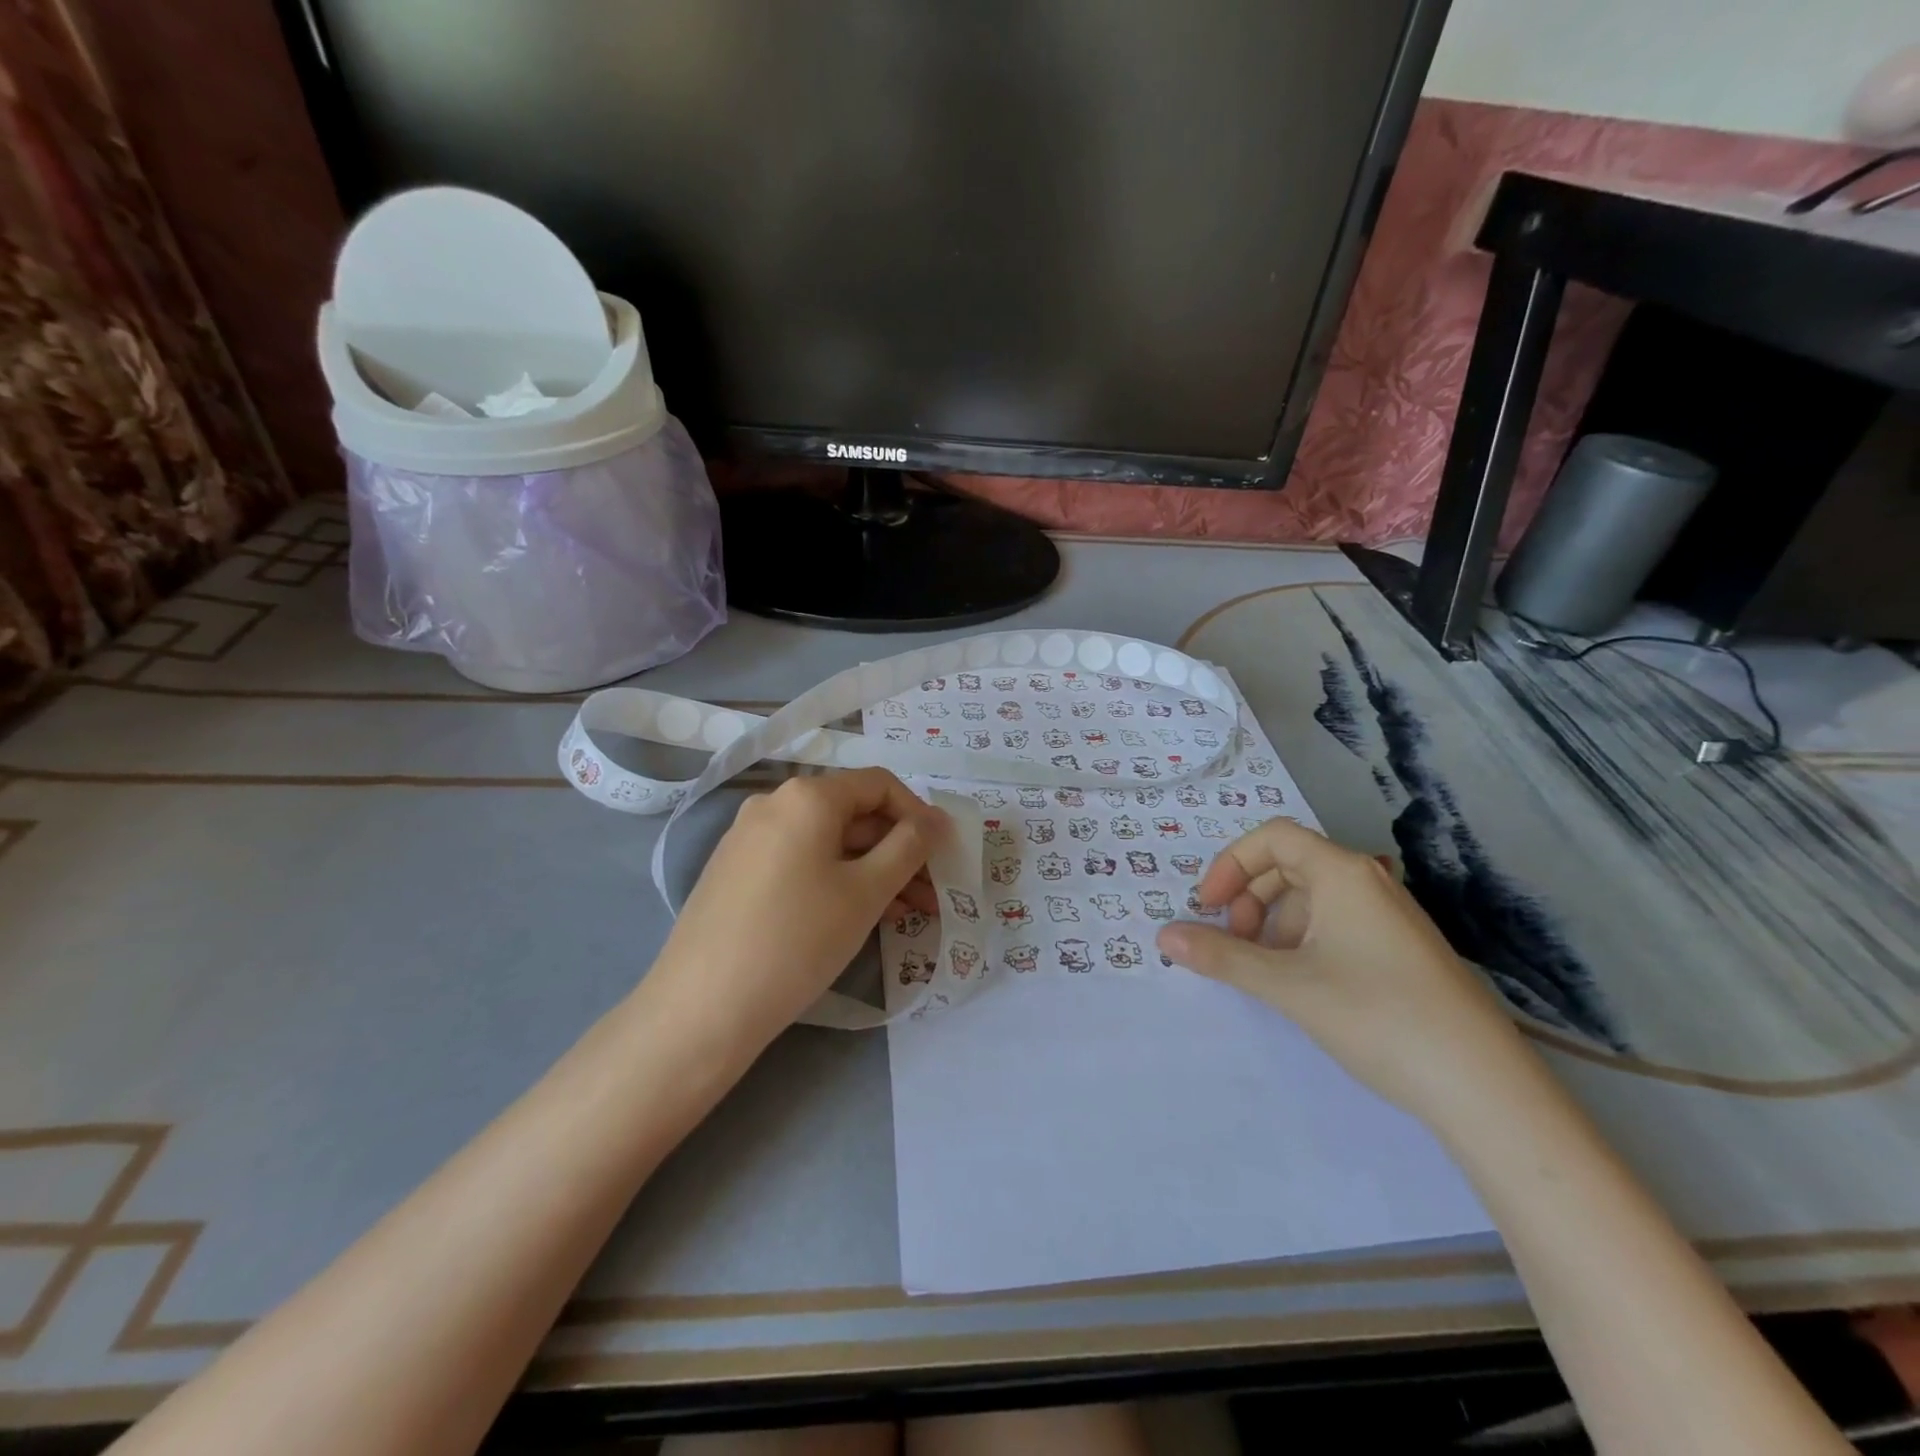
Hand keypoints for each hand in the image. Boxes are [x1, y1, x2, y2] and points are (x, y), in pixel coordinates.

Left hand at [639, 770, 946, 1063]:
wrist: (701, 1008)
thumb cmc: (797, 940)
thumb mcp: (866, 892)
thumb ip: (910, 847)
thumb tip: (938, 818)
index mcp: (807, 796)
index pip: (879, 785)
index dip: (918, 815)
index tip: (942, 855)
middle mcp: (774, 804)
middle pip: (853, 814)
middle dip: (898, 851)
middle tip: (930, 895)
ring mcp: (749, 837)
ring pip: (828, 843)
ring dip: (872, 870)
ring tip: (906, 914)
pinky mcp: (736, 871)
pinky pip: (800, 861)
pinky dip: (836, 880)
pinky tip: (858, 916)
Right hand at [1157, 817, 1532, 1123]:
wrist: (1484, 1087)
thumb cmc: (1377, 1015)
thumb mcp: (1288, 985)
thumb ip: (1222, 956)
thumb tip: (1163, 935)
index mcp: (1343, 873)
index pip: (1272, 838)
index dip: (1229, 865)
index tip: (1206, 908)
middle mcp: (1368, 882)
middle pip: (1289, 865)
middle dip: (1249, 897)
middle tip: (1233, 942)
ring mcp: (1390, 918)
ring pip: (1312, 898)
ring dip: (1274, 923)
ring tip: (1264, 970)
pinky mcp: (1402, 951)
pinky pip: (1337, 925)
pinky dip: (1304, 942)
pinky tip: (1302, 984)